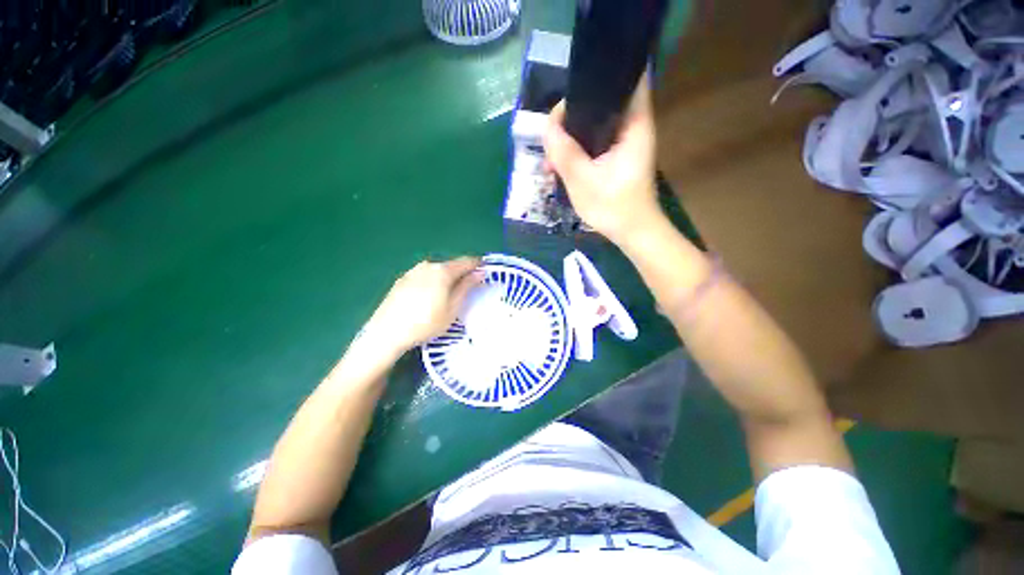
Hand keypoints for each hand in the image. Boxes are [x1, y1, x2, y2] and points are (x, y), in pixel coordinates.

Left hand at [361, 257, 482, 355]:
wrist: (387, 332)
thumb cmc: (426, 322)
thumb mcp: (452, 307)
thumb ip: (467, 287)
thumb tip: (480, 272)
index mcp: (442, 270)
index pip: (466, 262)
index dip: (477, 265)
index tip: (485, 271)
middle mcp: (428, 265)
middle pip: (451, 265)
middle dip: (462, 273)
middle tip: (468, 287)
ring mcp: (413, 271)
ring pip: (436, 270)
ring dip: (446, 277)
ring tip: (449, 294)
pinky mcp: (402, 279)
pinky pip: (424, 275)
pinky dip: (432, 281)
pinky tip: (430, 296)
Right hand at [543, 74, 663, 243]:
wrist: (631, 233)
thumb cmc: (614, 207)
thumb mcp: (583, 181)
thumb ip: (564, 152)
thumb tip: (546, 127)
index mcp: (633, 124)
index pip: (625, 78)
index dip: (600, 74)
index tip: (571, 87)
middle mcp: (631, 126)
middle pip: (601, 101)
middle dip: (572, 113)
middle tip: (551, 132)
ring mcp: (623, 142)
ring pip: (593, 124)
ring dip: (570, 135)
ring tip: (551, 154)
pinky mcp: (615, 157)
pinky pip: (592, 142)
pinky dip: (576, 149)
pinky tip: (559, 164)